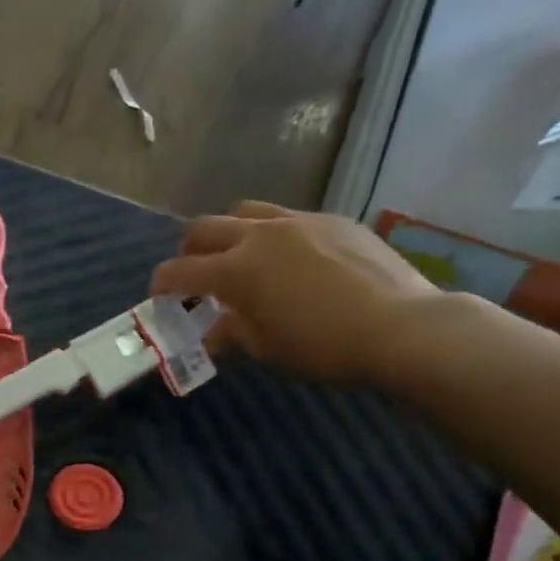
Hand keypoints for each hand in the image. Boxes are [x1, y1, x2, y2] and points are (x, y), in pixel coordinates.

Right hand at [149, 201, 436, 386]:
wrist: (401, 327)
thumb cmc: (323, 347)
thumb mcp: (266, 349)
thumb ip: (231, 333)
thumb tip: (213, 331)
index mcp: (236, 269)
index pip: (179, 270)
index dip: (160, 285)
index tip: (158, 298)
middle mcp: (259, 234)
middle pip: (204, 228)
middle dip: (189, 251)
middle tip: (194, 276)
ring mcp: (298, 221)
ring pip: (245, 212)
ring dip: (230, 234)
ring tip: (241, 260)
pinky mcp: (333, 220)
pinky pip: (288, 218)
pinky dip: (273, 236)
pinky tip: (292, 262)